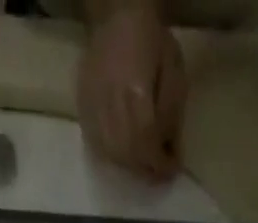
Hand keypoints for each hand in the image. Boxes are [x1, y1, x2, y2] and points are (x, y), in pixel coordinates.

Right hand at [77, 0, 185, 179]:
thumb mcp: (173, 71)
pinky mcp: (83, 112)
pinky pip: (97, 148)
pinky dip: (113, 157)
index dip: (160, 164)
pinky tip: (124, 152)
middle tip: (159, 171)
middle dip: (146, 169)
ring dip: (130, 166)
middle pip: (129, 157)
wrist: (116, 16)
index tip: (172, 170)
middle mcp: (111, 109)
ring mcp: (93, 112)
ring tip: (143, 162)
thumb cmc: (151, 40)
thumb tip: (169, 151)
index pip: (147, 146)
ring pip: (112, 157)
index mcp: (135, 96)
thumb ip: (171, 114)